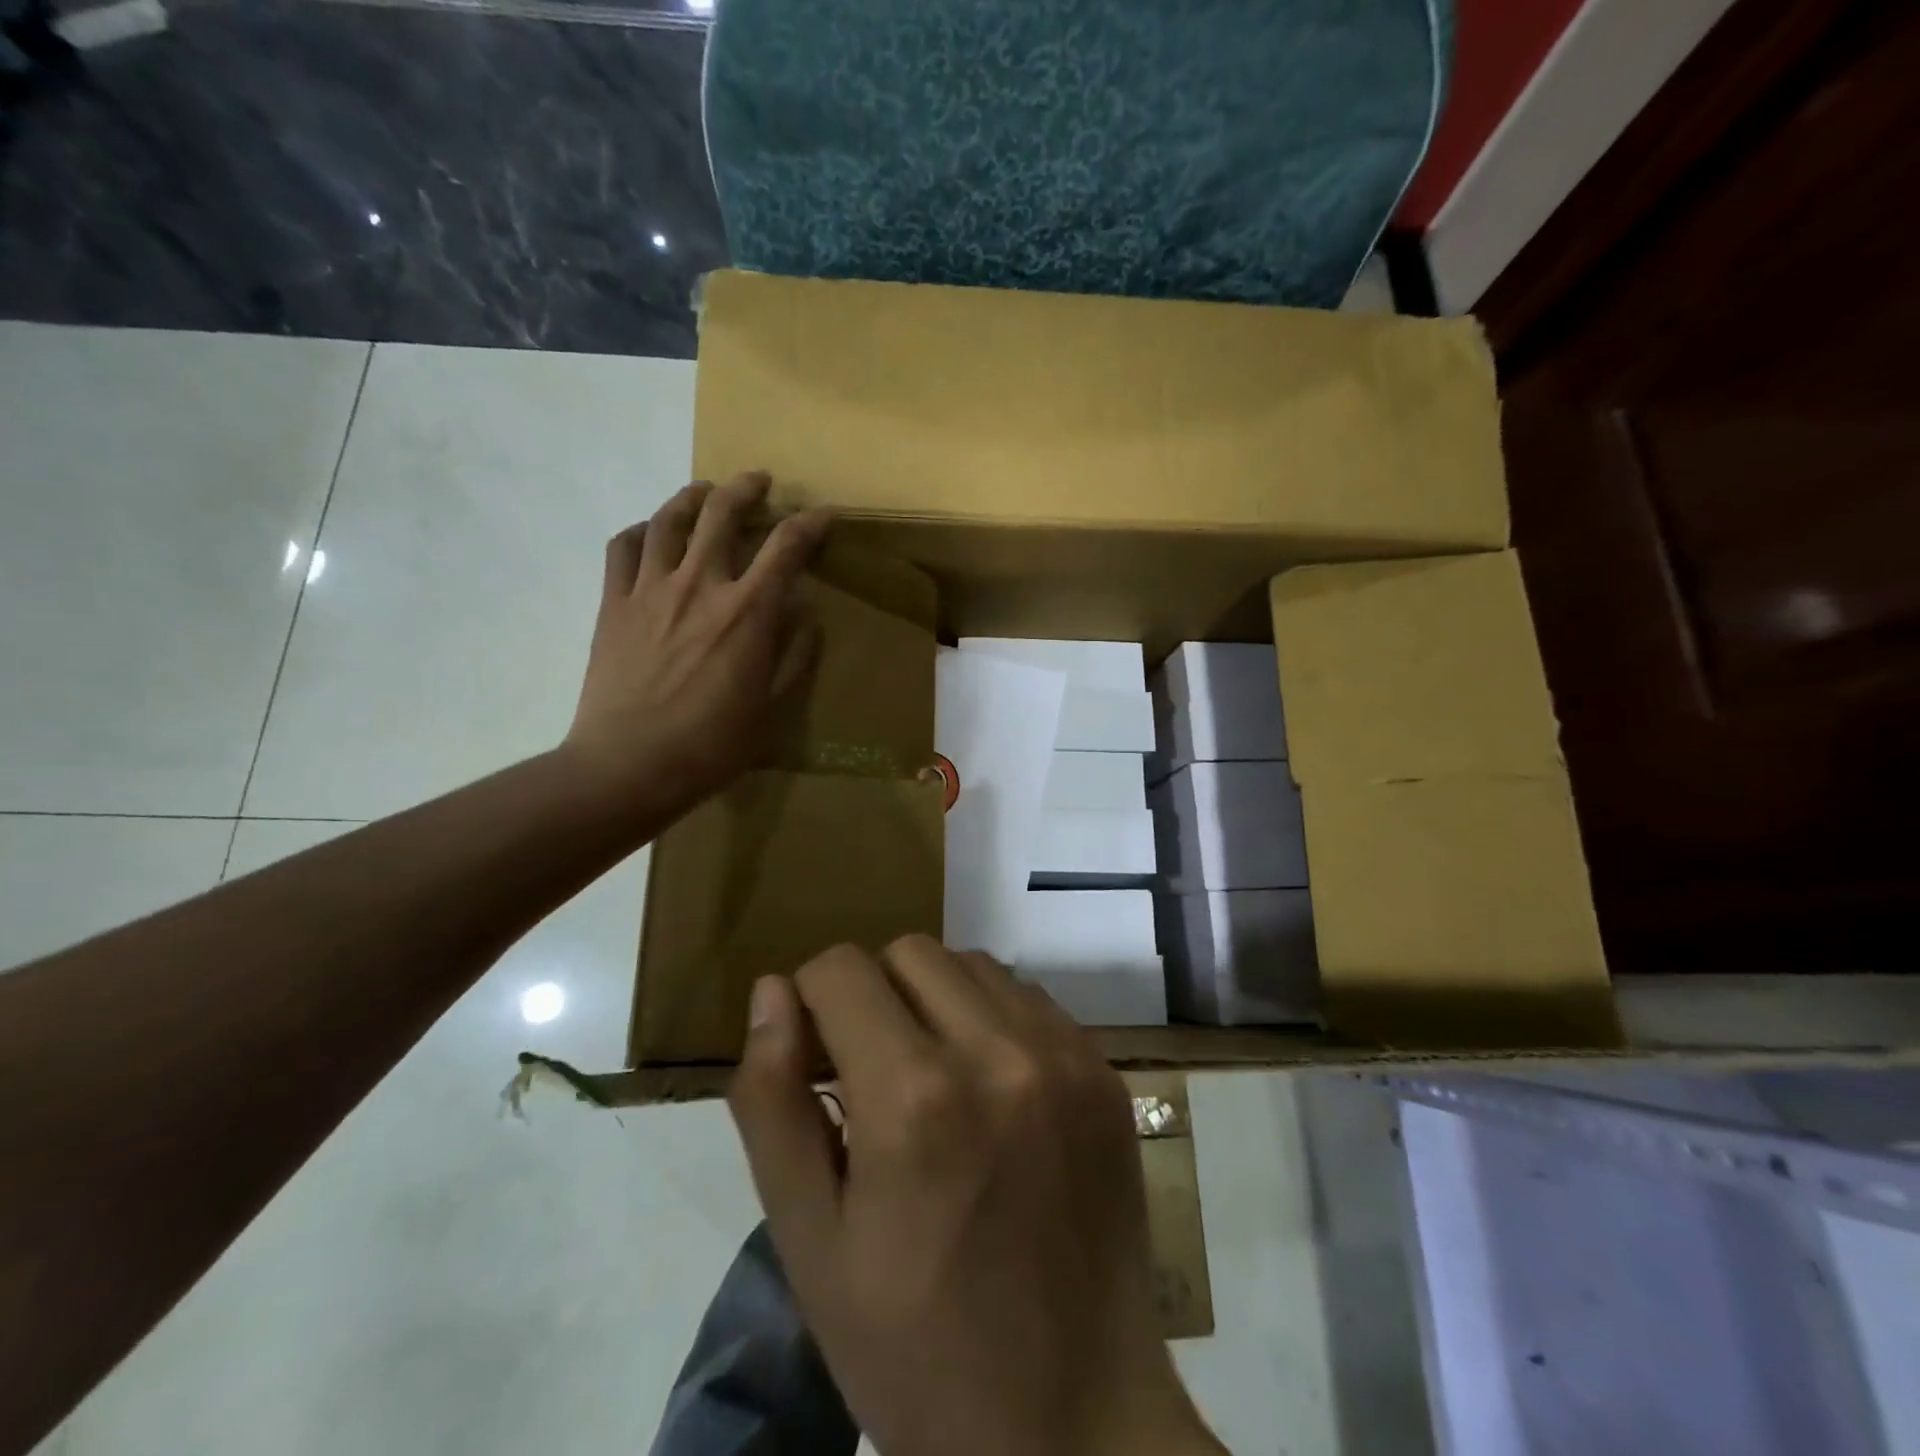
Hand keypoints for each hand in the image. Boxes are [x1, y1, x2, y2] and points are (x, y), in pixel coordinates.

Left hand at [565, 472, 829, 810]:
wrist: (628, 766)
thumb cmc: (710, 746)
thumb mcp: (771, 709)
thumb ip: (793, 656)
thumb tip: (805, 615)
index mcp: (747, 613)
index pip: (786, 548)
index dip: (809, 525)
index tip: (823, 515)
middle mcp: (700, 586)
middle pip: (722, 514)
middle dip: (747, 489)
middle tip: (759, 481)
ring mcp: (650, 590)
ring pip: (669, 519)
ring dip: (692, 496)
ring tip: (705, 491)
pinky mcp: (612, 604)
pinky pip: (622, 548)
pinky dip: (640, 530)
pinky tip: (650, 533)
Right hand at [728, 937, 1223, 1455]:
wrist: (1076, 1423)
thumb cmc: (918, 1351)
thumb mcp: (811, 1243)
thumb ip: (774, 1103)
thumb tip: (772, 993)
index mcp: (915, 1099)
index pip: (841, 970)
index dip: (810, 1002)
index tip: (813, 1057)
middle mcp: (999, 1052)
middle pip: (908, 952)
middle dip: (870, 994)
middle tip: (867, 1071)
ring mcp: (1065, 1055)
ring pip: (971, 965)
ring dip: (932, 1000)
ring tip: (929, 1078)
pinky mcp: (1105, 1070)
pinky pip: (1028, 999)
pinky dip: (990, 1019)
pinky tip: (988, 1090)